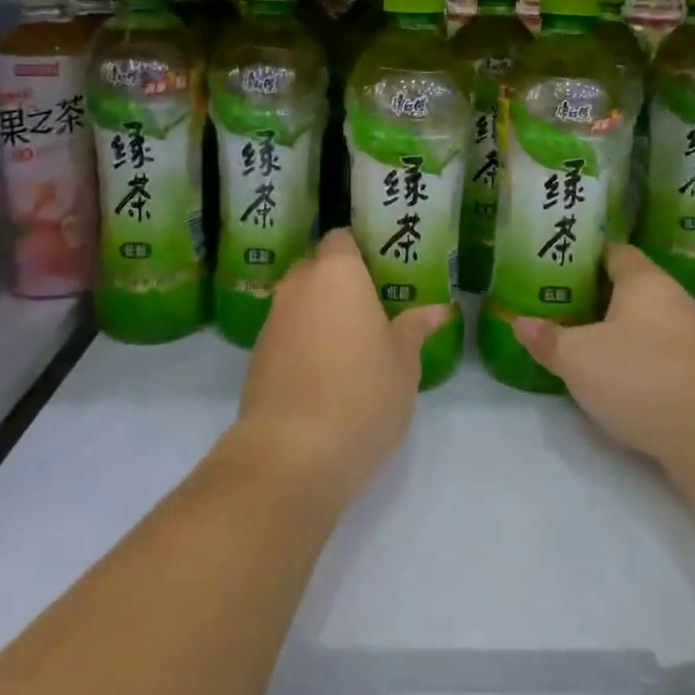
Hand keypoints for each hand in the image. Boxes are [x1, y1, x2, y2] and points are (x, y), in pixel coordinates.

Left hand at [233, 231, 448, 505]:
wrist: (291, 455)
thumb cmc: (362, 395)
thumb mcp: (403, 363)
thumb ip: (415, 328)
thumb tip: (438, 310)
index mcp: (337, 274)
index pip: (341, 238)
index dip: (360, 248)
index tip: (383, 268)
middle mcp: (298, 287)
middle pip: (317, 268)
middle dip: (340, 282)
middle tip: (374, 307)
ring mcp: (272, 322)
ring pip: (300, 302)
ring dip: (321, 314)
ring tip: (353, 343)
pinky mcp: (256, 357)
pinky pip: (286, 334)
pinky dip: (304, 342)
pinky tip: (326, 373)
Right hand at [514, 245, 694, 468]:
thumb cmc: (637, 375)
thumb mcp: (577, 357)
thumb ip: (547, 338)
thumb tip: (518, 322)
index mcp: (645, 281)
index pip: (615, 252)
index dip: (585, 255)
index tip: (555, 264)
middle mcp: (672, 300)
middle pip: (628, 287)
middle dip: (594, 295)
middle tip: (557, 303)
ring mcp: (690, 338)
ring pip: (642, 322)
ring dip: (613, 329)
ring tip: (576, 338)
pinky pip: (655, 351)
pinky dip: (632, 357)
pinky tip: (609, 374)